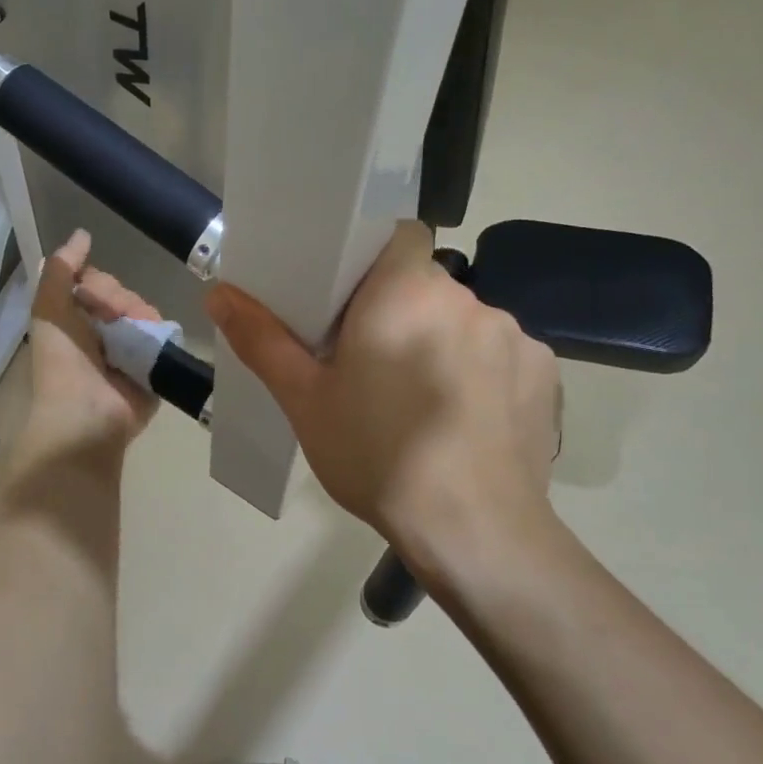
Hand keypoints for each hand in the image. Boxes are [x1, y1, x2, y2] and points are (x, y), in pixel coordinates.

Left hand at [21, 229, 160, 461]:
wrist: (87, 415)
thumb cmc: (63, 363)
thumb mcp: (49, 310)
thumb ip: (62, 269)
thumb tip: (83, 234)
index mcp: (75, 321)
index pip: (97, 283)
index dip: (98, 283)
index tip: (90, 294)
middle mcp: (103, 334)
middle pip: (123, 294)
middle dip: (118, 300)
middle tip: (110, 320)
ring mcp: (131, 351)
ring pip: (146, 311)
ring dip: (139, 316)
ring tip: (130, 336)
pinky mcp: (155, 367)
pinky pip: (165, 336)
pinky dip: (159, 334)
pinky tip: (151, 343)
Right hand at [206, 220, 561, 585]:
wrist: (473, 529)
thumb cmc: (375, 456)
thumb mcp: (305, 401)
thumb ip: (262, 340)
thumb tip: (217, 293)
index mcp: (404, 292)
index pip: (398, 235)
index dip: (374, 256)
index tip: (351, 297)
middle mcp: (466, 299)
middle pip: (426, 284)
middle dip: (399, 310)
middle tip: (369, 361)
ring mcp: (514, 335)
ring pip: (462, 321)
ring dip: (440, 342)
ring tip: (417, 399)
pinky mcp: (545, 372)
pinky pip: (501, 355)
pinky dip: (480, 374)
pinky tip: (464, 420)